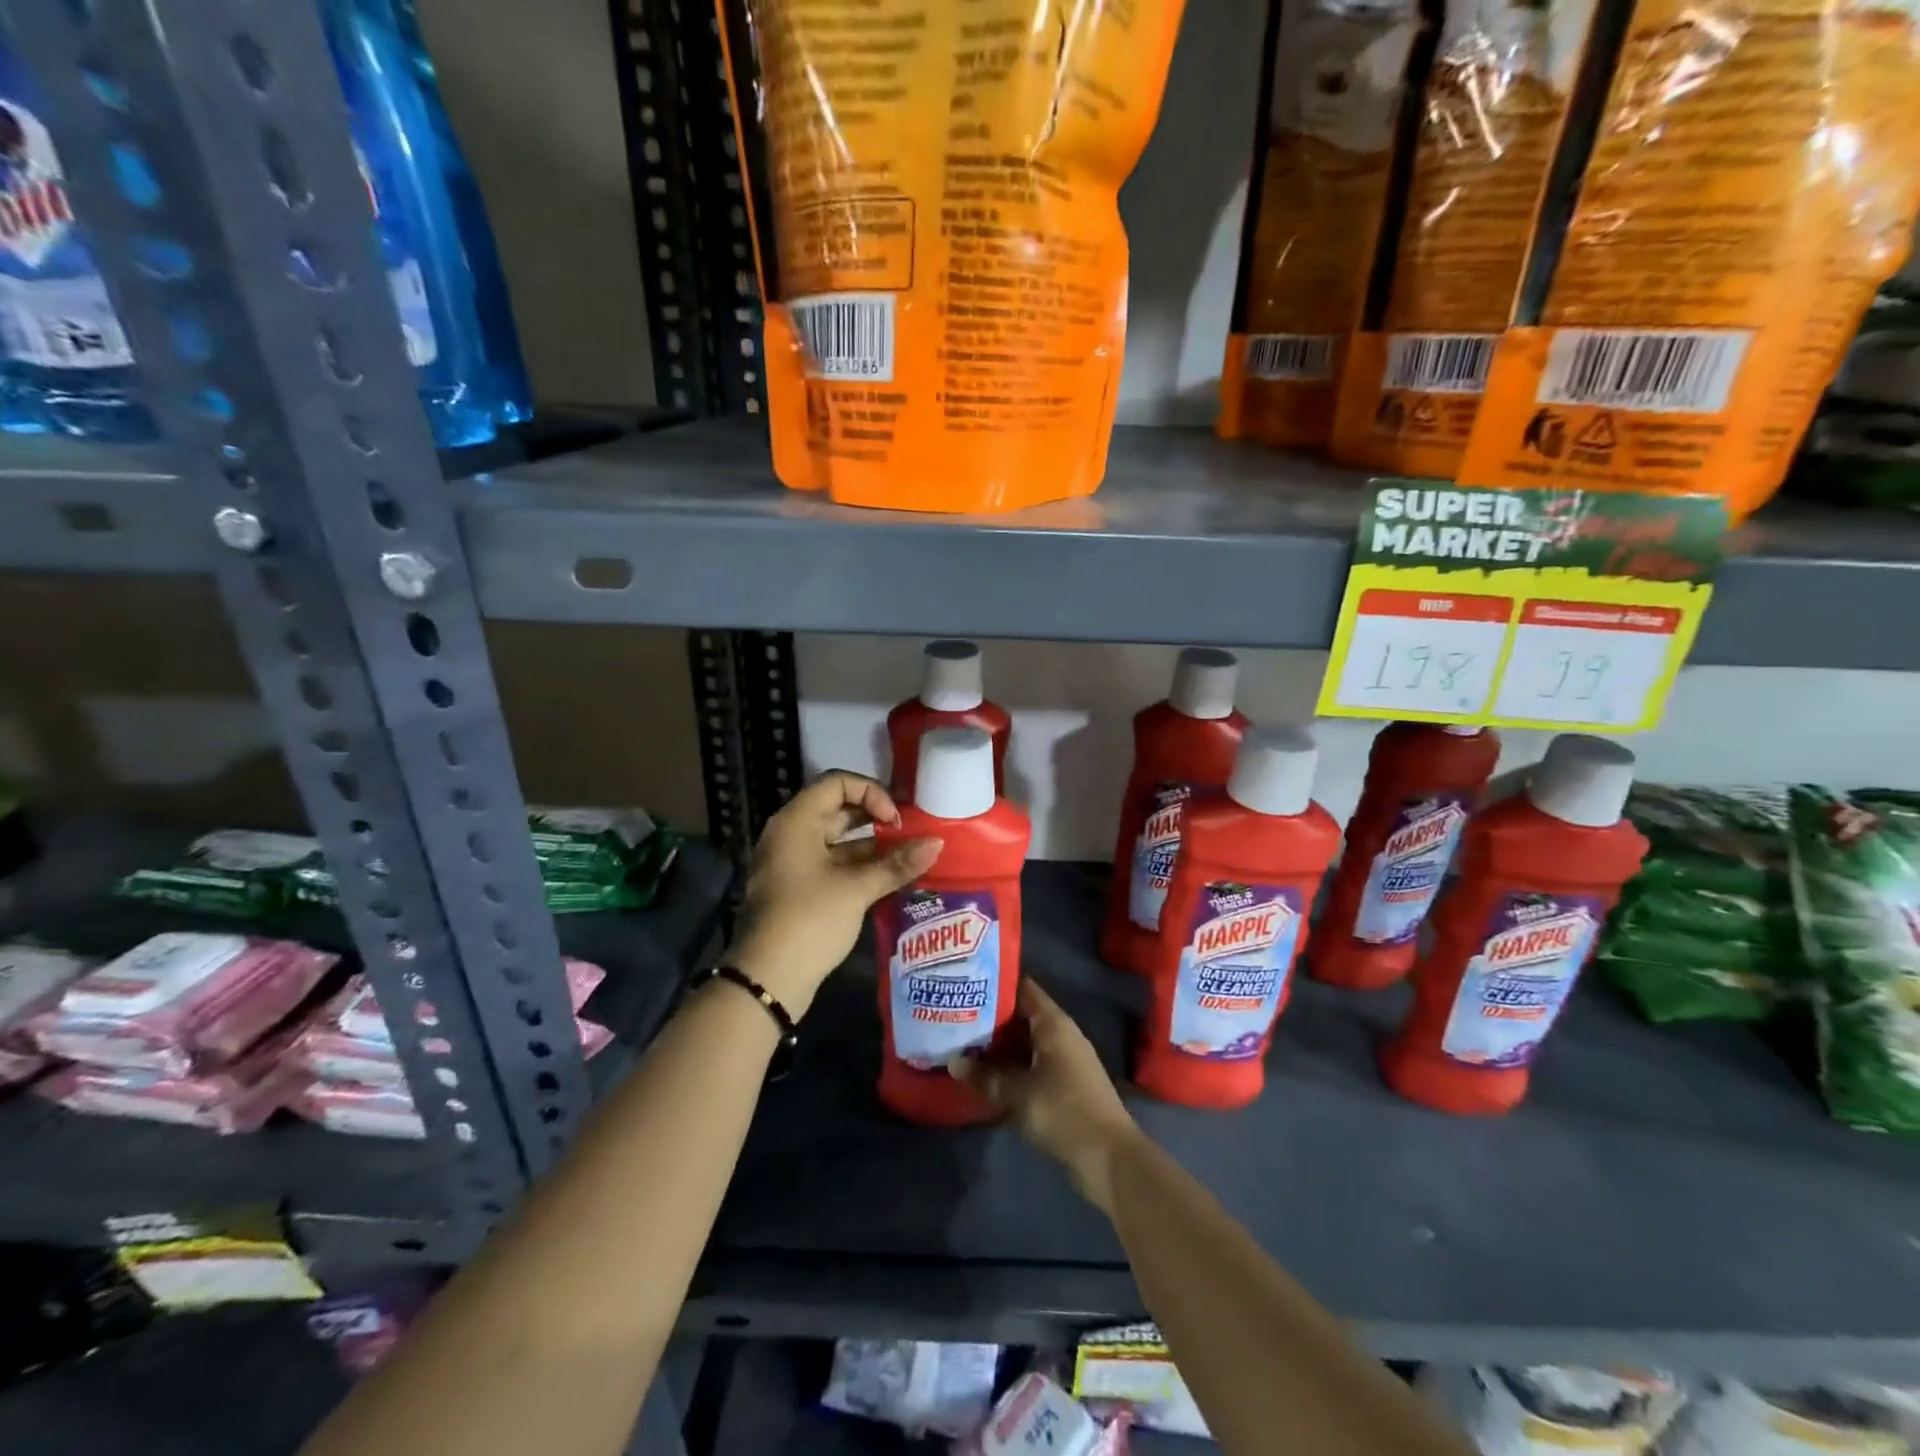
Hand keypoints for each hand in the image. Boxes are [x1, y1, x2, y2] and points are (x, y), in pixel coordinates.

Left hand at [726, 771, 941, 1015]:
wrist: (768, 980)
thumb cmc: (810, 920)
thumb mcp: (857, 889)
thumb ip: (897, 863)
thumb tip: (937, 843)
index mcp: (796, 821)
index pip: (837, 783)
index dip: (871, 793)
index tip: (895, 821)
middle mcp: (791, 834)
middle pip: (838, 809)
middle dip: (876, 819)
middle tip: (909, 835)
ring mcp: (792, 863)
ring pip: (837, 840)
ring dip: (871, 846)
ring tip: (907, 858)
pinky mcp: (798, 889)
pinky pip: (832, 864)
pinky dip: (859, 866)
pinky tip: (889, 879)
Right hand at [950, 981, 1139, 1214]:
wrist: (1109, 1158)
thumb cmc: (1064, 1112)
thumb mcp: (1018, 1095)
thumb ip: (985, 1077)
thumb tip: (953, 1061)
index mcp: (1054, 1023)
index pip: (1022, 987)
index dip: (995, 982)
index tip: (966, 981)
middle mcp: (1061, 1033)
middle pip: (1021, 1014)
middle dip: (990, 1016)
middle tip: (955, 1013)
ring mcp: (1064, 1059)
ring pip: (1025, 1041)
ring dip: (999, 1044)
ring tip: (963, 1041)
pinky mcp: (1064, 1083)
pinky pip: (1032, 1062)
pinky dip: (1011, 1064)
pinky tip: (986, 1073)